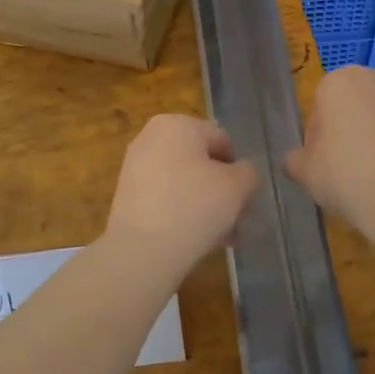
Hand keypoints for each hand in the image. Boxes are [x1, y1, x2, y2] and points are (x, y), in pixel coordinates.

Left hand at [104, 115, 256, 274]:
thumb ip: (248, 173)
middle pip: (201, 162)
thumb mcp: (237, 187)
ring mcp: (135, 166)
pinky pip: (165, 198)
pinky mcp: (127, 195)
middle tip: (235, 218)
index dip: (238, 170)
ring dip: (204, 204)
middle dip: (220, 189)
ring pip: (183, 182)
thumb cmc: (195, 206)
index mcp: (178, 123)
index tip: (244, 198)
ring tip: (220, 235)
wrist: (142, 250)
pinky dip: (181, 212)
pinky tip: (196, 239)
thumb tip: (241, 172)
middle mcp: (152, 137)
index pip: (222, 141)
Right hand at [284, 67, 374, 234]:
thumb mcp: (304, 171)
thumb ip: (295, 160)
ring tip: (370, 173)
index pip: (318, 106)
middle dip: (346, 129)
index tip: (322, 161)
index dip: (317, 137)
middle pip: (350, 105)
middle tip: (344, 166)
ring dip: (372, 135)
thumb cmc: (346, 175)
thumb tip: (296, 160)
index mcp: (338, 81)